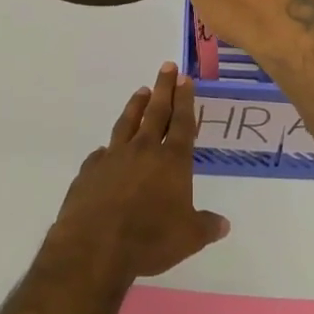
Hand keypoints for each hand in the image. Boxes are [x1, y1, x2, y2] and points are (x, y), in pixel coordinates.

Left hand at [50, 63, 228, 284]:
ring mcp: (113, 157)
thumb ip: (206, 226)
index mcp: (171, 161)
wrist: (94, 247)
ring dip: (136, 105)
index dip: (185, 99)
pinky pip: (101, 154)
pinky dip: (108, 148)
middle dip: (164, 88)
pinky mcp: (90, 171)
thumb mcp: (188, 238)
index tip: (185, 78)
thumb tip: (223, 224)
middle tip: (167, 66)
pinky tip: (107, 149)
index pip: (181, 122)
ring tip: (141, 91)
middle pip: (156, 112)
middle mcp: (143, 150)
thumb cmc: (149, 239)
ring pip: (127, 123)